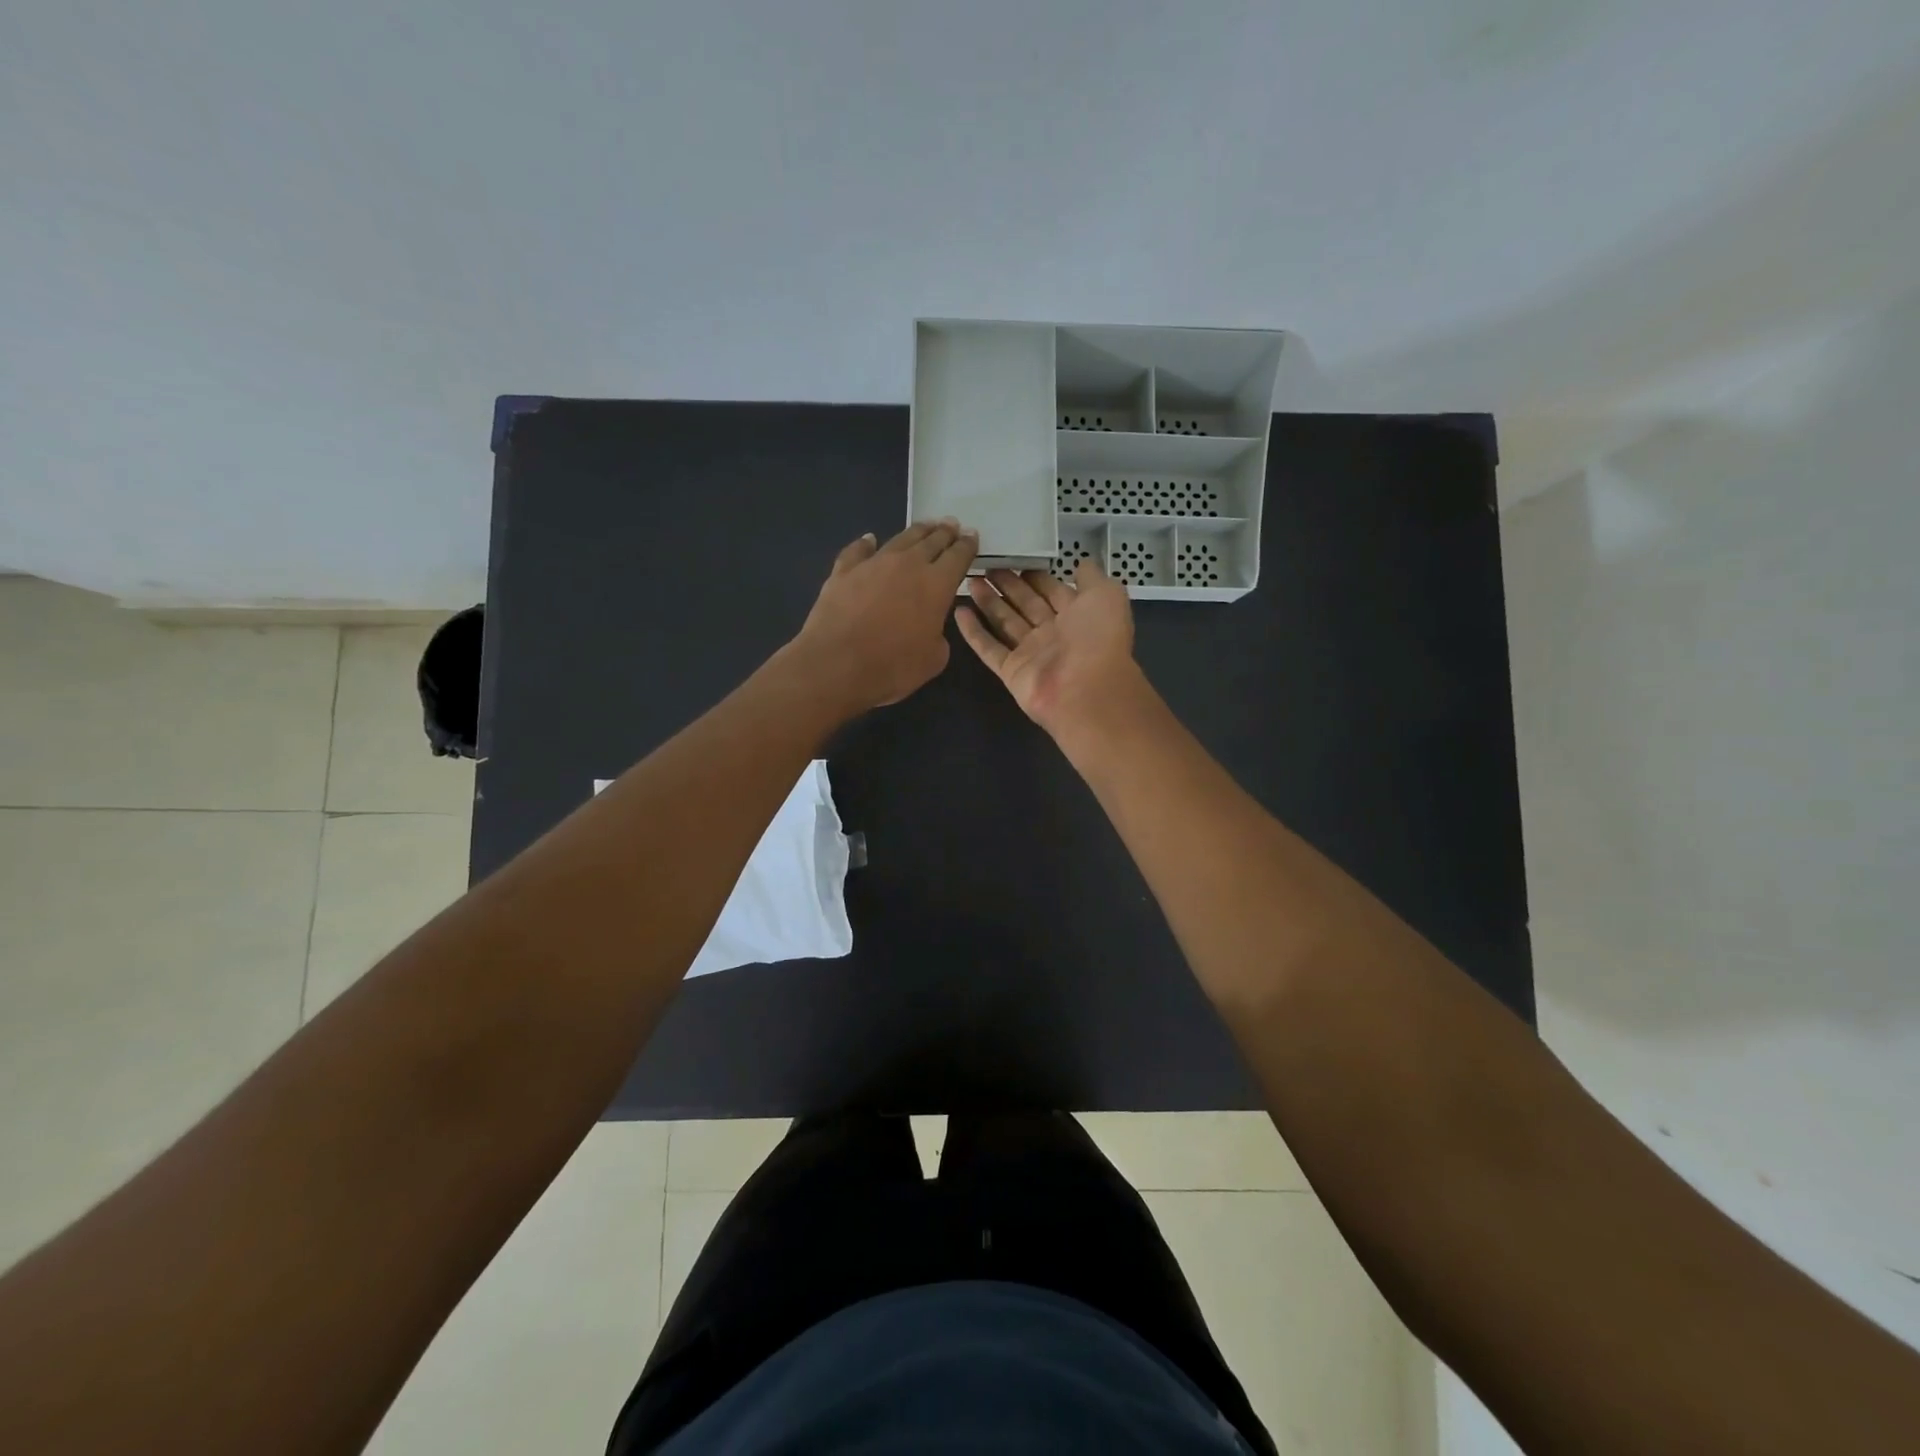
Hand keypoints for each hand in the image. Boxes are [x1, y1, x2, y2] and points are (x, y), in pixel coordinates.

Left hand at [791, 519, 977, 712]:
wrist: (837, 664)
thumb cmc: (893, 666)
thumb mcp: (933, 659)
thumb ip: (938, 636)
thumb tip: (929, 626)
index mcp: (937, 584)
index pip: (958, 557)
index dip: (967, 546)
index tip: (972, 536)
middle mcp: (908, 564)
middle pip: (932, 541)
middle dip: (945, 532)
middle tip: (951, 525)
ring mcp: (873, 563)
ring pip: (900, 539)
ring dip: (916, 531)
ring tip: (925, 526)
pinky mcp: (843, 571)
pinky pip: (858, 550)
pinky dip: (866, 543)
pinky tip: (869, 539)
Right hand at [956, 559, 1142, 734]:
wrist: (1086, 691)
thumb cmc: (1098, 638)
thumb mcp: (1106, 596)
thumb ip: (1092, 578)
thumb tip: (1080, 563)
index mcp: (1077, 615)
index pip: (1052, 590)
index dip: (1034, 575)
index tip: (1014, 557)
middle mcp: (1053, 633)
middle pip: (1025, 604)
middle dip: (1007, 585)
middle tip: (985, 566)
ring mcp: (1030, 653)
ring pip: (1005, 622)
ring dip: (988, 602)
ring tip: (969, 580)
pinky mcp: (1010, 671)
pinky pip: (989, 648)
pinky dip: (973, 632)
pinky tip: (959, 611)